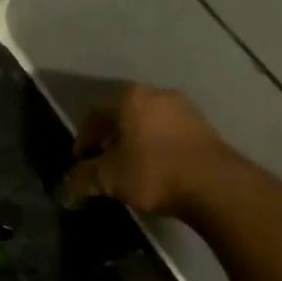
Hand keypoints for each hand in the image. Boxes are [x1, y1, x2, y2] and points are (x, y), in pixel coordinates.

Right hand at [62, 83, 230, 217]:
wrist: (215, 186)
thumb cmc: (153, 172)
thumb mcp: (109, 178)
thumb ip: (83, 178)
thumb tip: (66, 186)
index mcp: (130, 98)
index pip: (95, 114)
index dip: (83, 138)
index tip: (80, 161)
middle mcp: (158, 94)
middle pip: (123, 115)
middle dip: (109, 138)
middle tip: (102, 162)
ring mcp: (185, 109)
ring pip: (147, 123)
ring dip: (134, 142)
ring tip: (129, 168)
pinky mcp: (205, 128)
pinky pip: (169, 133)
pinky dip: (156, 147)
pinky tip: (155, 169)